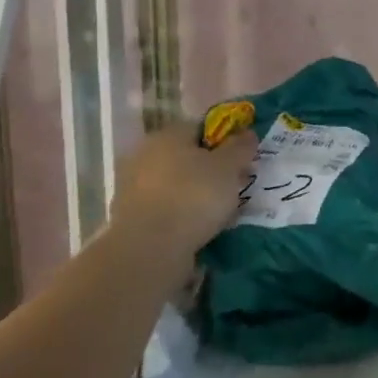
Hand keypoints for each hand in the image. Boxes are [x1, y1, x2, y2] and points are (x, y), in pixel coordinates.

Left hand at [108, 125, 256, 260]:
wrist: (149, 249)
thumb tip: (247, 133)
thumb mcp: (228, 167)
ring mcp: (134, 187)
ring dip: (195, 194)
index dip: (226, 141)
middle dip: (210, 170)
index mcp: (168, 134)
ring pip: (176, 184)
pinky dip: (182, 215)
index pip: (201, 127)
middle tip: (233, 188)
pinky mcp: (131, 217)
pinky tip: (198, 230)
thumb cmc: (193, 196)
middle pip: (187, 156)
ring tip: (219, 213)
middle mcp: (146, 154)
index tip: (242, 161)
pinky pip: (166, 209)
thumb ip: (240, 147)